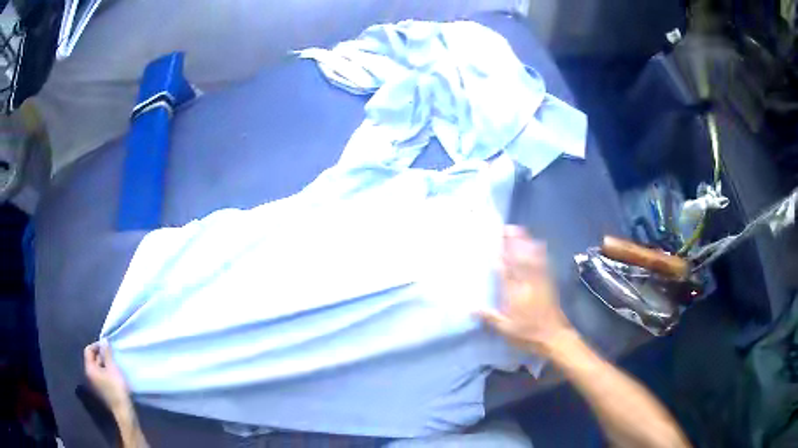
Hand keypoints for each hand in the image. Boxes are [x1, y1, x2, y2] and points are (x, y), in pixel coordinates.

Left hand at [84, 341, 131, 412]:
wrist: (123, 410)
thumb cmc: (117, 388)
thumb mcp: (112, 368)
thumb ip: (107, 354)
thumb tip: (103, 340)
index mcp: (90, 368)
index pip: (89, 350)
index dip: (97, 345)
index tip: (107, 346)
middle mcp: (89, 374)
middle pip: (92, 359)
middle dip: (101, 355)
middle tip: (112, 355)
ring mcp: (95, 383)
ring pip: (97, 367)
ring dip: (104, 363)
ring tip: (114, 363)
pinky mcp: (101, 389)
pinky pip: (101, 375)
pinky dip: (106, 371)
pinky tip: (115, 374)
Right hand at [478, 226, 574, 356]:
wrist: (554, 336)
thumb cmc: (528, 334)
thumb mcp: (505, 330)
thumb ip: (489, 317)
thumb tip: (470, 307)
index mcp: (515, 294)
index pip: (506, 272)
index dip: (500, 257)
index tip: (493, 245)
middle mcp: (527, 283)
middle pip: (520, 259)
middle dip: (513, 242)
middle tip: (505, 228)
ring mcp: (540, 281)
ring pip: (532, 257)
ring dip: (525, 242)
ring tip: (519, 230)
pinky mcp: (548, 282)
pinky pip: (543, 262)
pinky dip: (539, 251)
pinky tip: (538, 243)